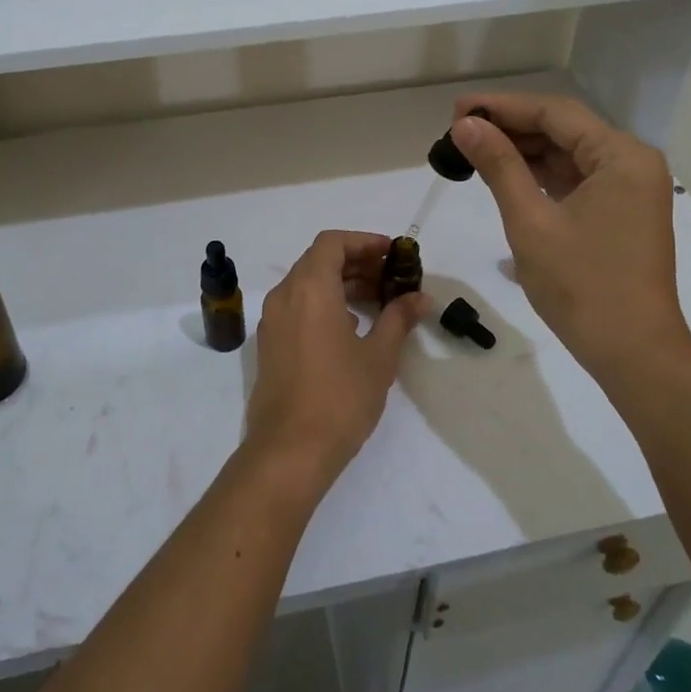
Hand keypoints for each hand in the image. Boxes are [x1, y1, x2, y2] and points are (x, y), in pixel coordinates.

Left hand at [245, 231, 427, 489]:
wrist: (290, 449)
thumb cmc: (340, 396)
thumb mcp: (379, 356)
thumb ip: (399, 318)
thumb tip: (421, 298)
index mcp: (310, 288)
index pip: (333, 242)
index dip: (364, 242)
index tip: (392, 254)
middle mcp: (285, 295)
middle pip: (319, 261)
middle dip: (356, 263)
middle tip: (391, 279)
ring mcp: (272, 320)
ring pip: (306, 284)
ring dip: (340, 284)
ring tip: (377, 303)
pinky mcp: (269, 344)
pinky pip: (297, 307)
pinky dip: (323, 304)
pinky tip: (350, 328)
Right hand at [449, 94, 690, 384]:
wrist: (632, 352)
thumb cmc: (581, 286)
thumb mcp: (530, 221)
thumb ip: (499, 166)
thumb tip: (465, 125)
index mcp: (621, 156)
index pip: (554, 113)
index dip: (502, 106)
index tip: (457, 109)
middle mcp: (632, 162)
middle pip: (564, 129)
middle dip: (511, 128)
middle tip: (458, 130)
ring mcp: (630, 189)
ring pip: (569, 154)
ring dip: (524, 152)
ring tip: (473, 151)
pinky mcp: (622, 212)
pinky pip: (578, 179)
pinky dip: (542, 176)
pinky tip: (506, 176)